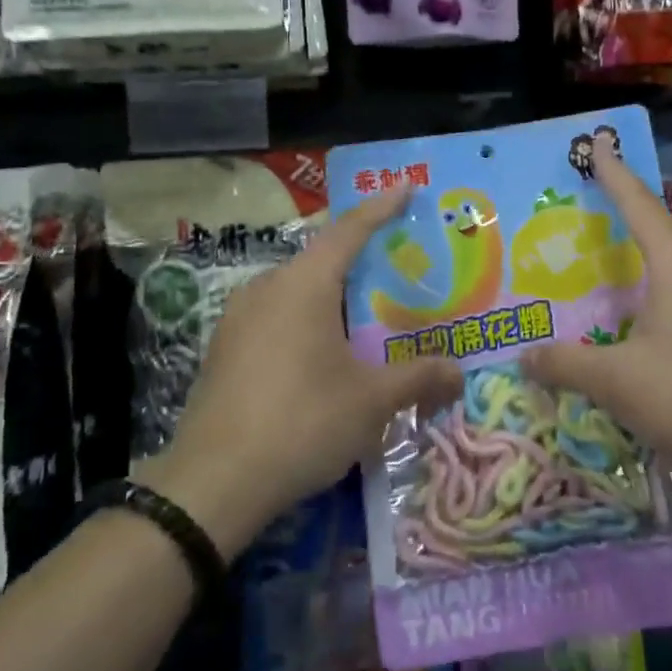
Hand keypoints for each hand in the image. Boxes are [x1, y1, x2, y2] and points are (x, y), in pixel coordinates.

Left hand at [136, 187, 463, 557]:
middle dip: (360, 259)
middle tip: (398, 267)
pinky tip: (322, 353)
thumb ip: (418, 378)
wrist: (213, 483)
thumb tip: (458, 372)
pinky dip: (306, 320)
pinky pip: (276, 317)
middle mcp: (267, 288)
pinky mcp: (224, 349)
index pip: (350, 231)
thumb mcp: (371, 401)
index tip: (405, 187)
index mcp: (304, 285)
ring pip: (296, 291)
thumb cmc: (302, 423)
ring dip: (332, 295)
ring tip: (365, 314)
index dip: (381, 208)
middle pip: (322, 259)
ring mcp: (238, 318)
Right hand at [521, 149, 671, 488]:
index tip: (599, 144)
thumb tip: (525, 356)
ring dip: (666, 251)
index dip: (614, 174)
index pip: (639, 204)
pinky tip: (659, 325)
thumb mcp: (617, 381)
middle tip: (612, 226)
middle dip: (648, 213)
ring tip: (630, 278)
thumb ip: (566, 364)